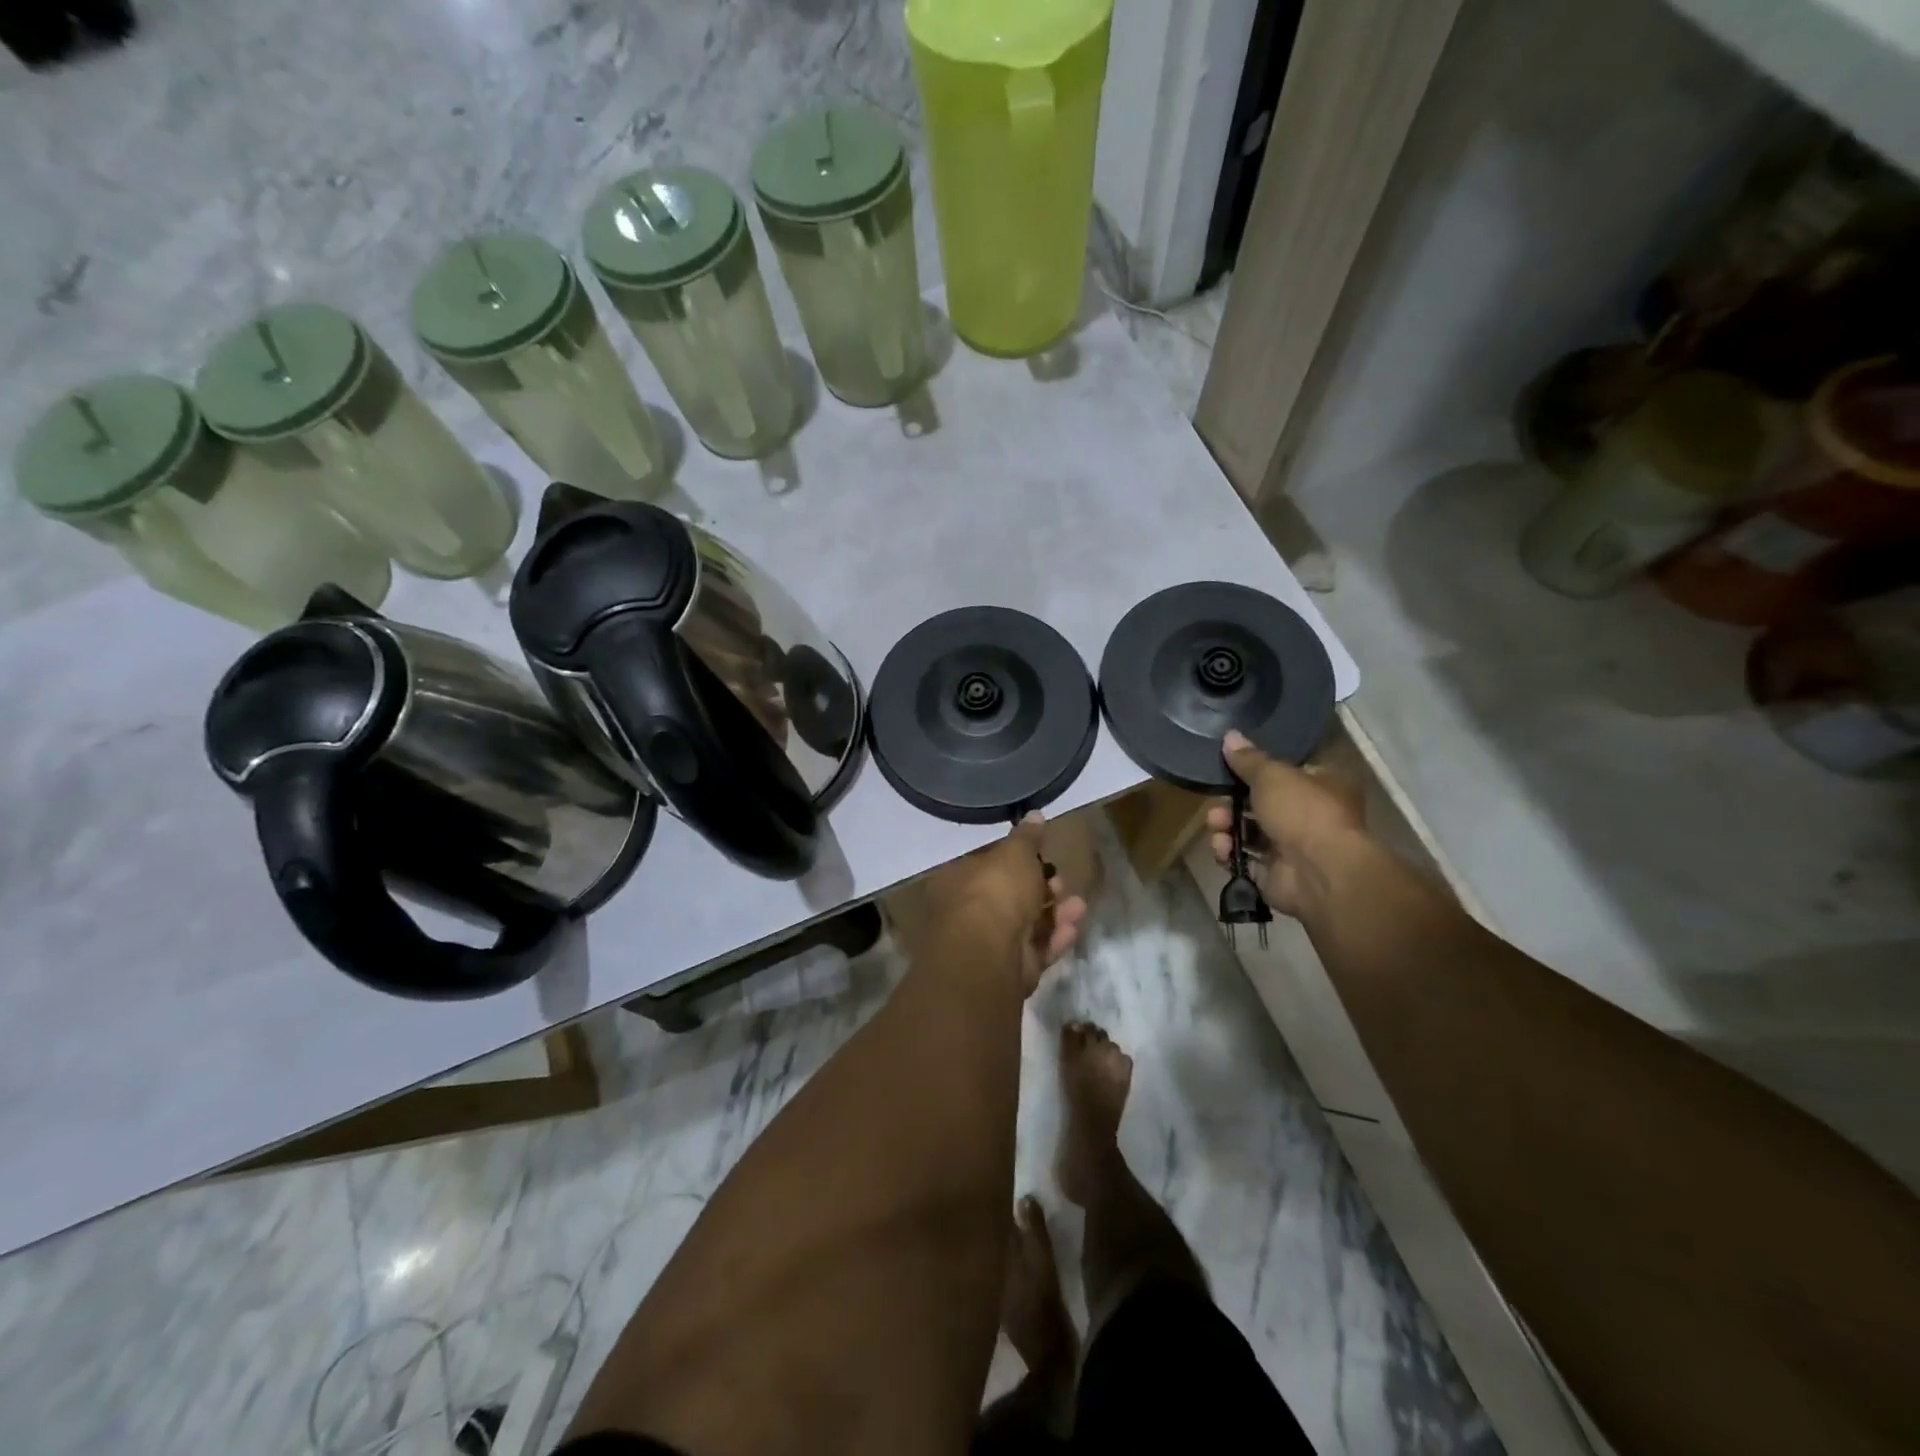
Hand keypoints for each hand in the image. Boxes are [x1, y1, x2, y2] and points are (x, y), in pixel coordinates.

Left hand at [923, 814, 1087, 994]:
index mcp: (959, 880)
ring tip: (1078, 905)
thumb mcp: (1016, 852)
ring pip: (1027, 926)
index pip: (990, 867)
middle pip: (1011, 898)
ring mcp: (987, 945)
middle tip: (1062, 883)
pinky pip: (1034, 951)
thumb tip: (1035, 814)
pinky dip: (1054, 939)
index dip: (1019, 862)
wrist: (989, 952)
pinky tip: (1073, 928)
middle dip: (1042, 890)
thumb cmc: (995, 891)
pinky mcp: (1008, 972)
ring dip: (1055, 914)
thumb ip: (1028, 837)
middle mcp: (967, 913)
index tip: (1044, 858)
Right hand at [1207, 729, 1365, 918]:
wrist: (1320, 873)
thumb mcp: (1272, 775)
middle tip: (1217, 803)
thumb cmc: (1303, 811)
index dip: (1258, 770)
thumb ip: (1248, 759)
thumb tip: (1229, 736)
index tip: (1231, 768)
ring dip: (1227, 826)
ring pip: (1249, 833)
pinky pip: (1245, 860)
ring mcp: (1293, 849)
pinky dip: (1230, 853)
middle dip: (1232, 803)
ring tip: (1217, 824)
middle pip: (1261, 804)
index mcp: (1323, 786)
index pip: (1287, 773)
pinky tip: (1222, 848)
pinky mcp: (1275, 875)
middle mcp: (1310, 816)